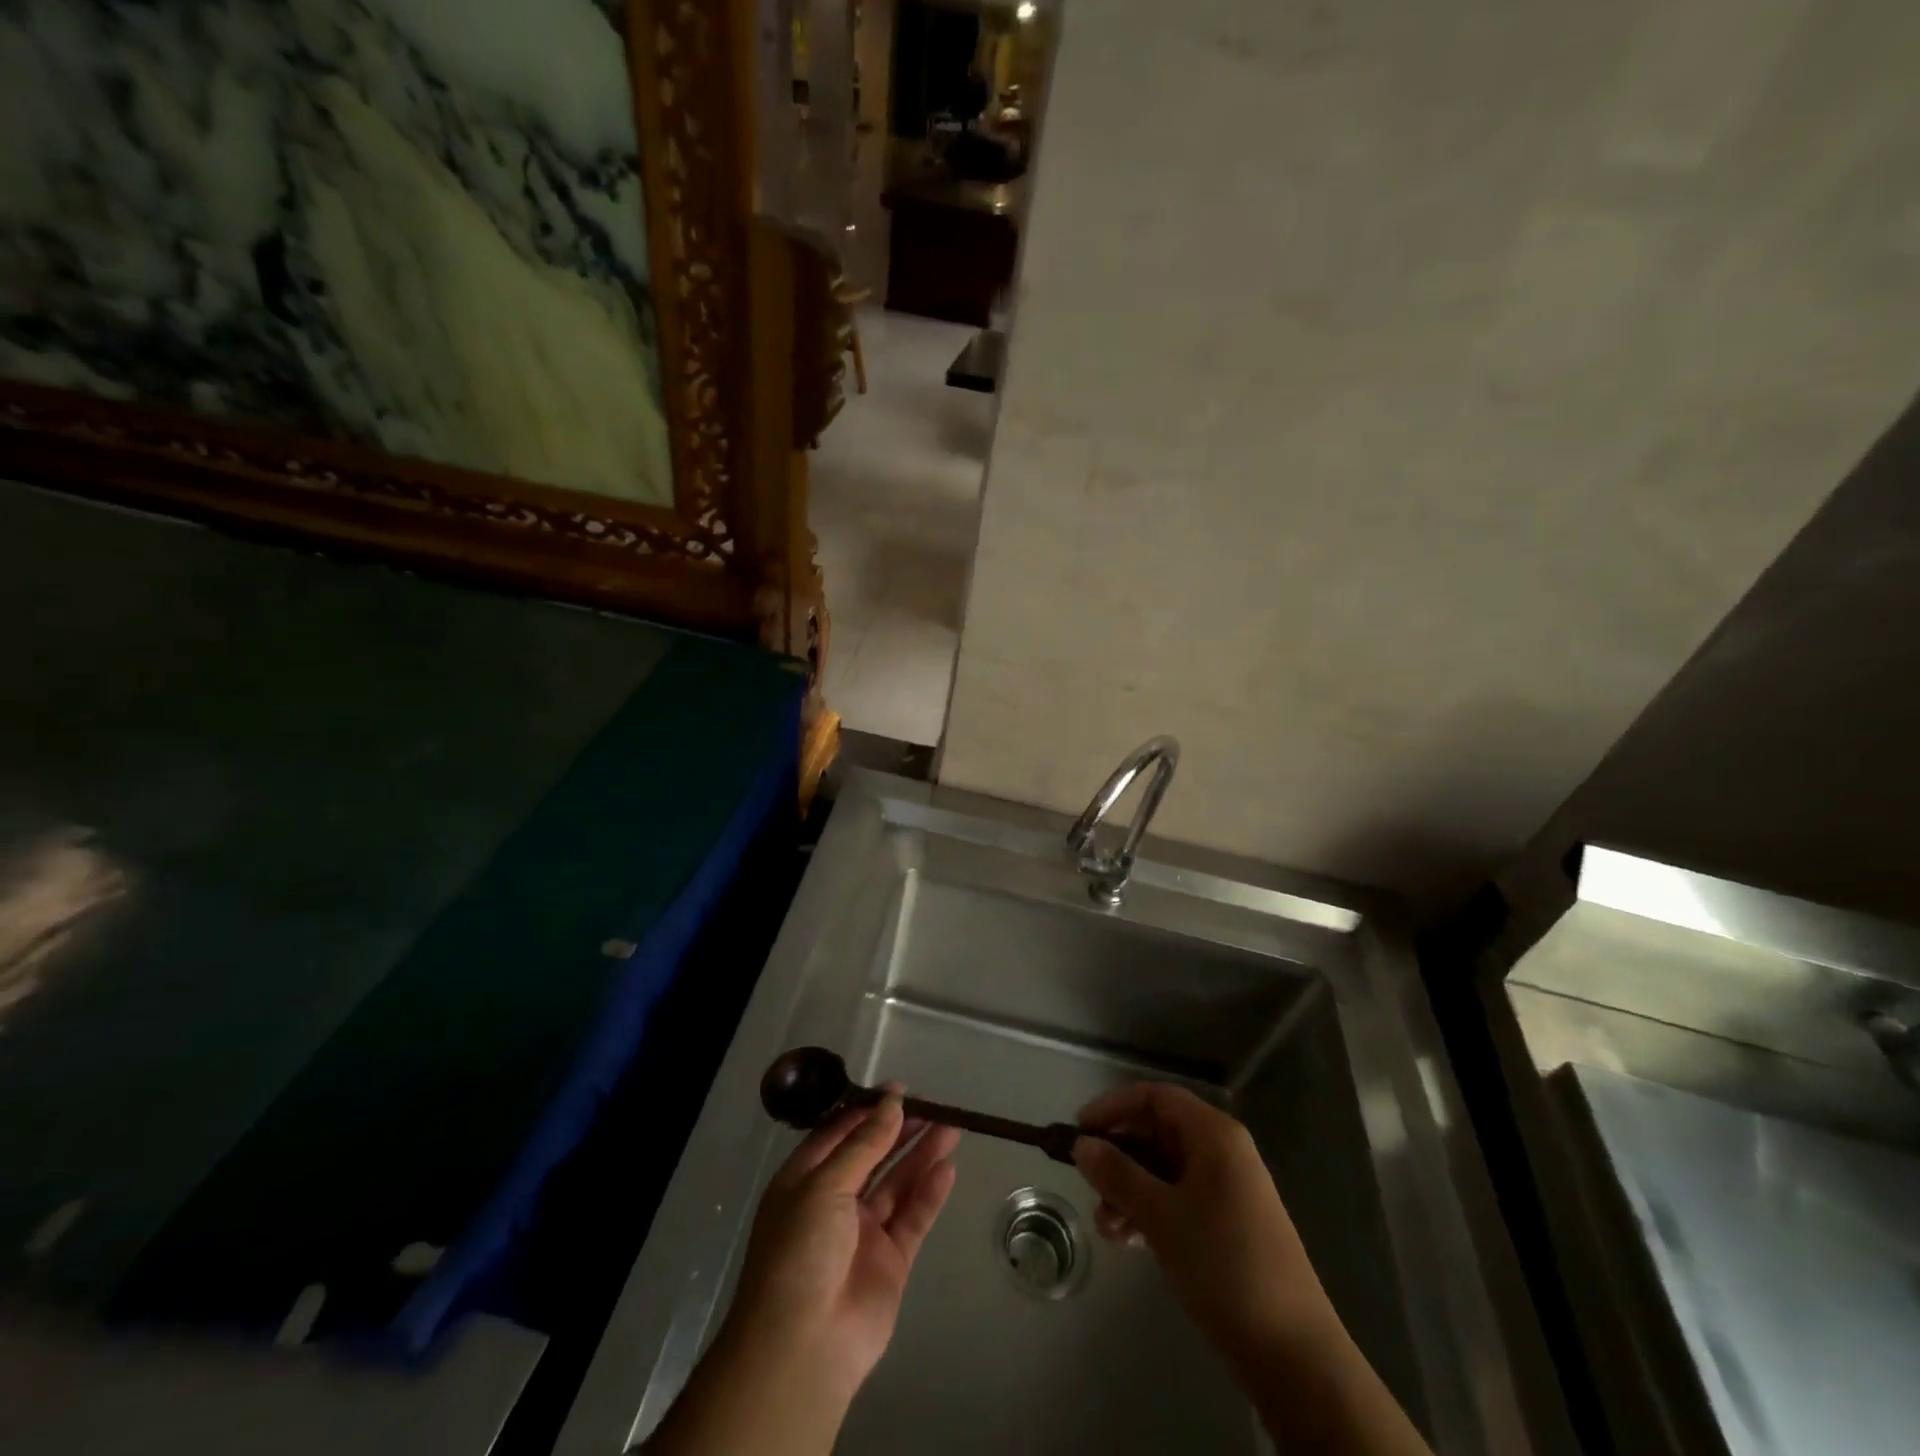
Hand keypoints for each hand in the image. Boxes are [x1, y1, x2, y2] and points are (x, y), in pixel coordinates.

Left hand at [648, 1090, 958, 1455]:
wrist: (803, 1347)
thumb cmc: (800, 1251)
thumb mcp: (825, 1185)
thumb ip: (864, 1144)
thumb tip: (892, 1102)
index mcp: (805, 1181)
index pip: (839, 1134)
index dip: (868, 1110)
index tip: (899, 1090)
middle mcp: (834, 1202)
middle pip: (872, 1155)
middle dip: (900, 1129)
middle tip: (933, 1105)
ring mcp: (863, 1233)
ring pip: (897, 1183)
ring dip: (921, 1154)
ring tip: (951, 1126)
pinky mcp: (890, 1261)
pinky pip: (912, 1218)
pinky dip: (929, 1194)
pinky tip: (947, 1169)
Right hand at [1075, 1084, 1431, 1455]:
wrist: (1294, 1353)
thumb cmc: (1224, 1265)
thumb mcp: (1161, 1216)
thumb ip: (1118, 1174)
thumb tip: (1082, 1145)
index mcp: (1214, 1135)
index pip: (1155, 1097)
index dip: (1114, 1106)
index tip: (1080, 1131)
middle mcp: (1222, 1152)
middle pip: (1158, 1132)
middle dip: (1119, 1156)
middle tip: (1087, 1183)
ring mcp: (1227, 1189)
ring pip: (1164, 1170)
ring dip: (1129, 1189)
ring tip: (1105, 1226)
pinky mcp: (1228, 1224)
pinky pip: (1178, 1199)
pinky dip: (1150, 1211)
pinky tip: (1126, 1240)